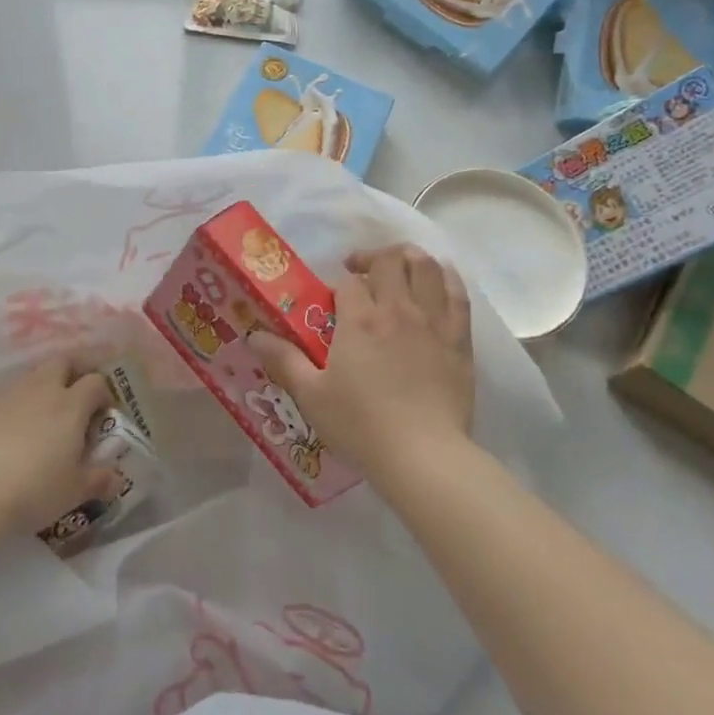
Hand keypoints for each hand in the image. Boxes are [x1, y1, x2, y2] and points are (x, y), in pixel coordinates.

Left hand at [0, 355, 118, 535]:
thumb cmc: (31, 489)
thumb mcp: (72, 492)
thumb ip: (98, 481)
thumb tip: (117, 478)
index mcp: (70, 404)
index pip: (96, 382)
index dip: (103, 394)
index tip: (102, 414)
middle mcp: (39, 388)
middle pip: (62, 362)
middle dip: (71, 374)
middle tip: (72, 401)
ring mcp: (3, 392)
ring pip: (27, 378)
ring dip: (36, 391)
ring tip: (33, 423)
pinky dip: (4, 409)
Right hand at [252, 245, 474, 480]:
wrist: (423, 455)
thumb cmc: (361, 425)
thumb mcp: (312, 395)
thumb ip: (284, 360)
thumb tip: (254, 336)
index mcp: (360, 320)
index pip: (348, 282)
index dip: (338, 286)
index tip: (333, 304)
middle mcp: (398, 309)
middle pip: (390, 261)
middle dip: (372, 259)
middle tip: (361, 273)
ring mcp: (434, 322)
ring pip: (426, 267)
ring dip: (409, 258)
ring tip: (398, 267)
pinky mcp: (459, 339)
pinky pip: (458, 294)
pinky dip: (446, 278)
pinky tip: (438, 280)